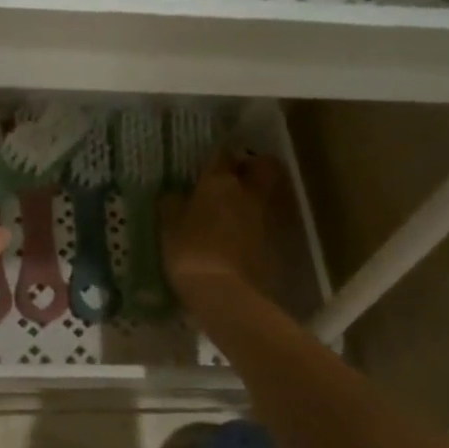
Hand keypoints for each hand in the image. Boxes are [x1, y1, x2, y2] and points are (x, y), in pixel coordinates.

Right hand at [160, 153, 285, 304]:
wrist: (226, 293)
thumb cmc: (190, 253)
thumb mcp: (168, 228)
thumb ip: (172, 205)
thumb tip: (174, 194)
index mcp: (219, 182)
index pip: (221, 155)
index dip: (216, 157)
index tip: (209, 164)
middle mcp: (249, 191)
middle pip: (263, 166)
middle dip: (253, 167)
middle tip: (237, 178)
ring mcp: (268, 215)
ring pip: (270, 192)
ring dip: (259, 194)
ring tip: (242, 207)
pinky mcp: (280, 240)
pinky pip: (272, 220)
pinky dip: (262, 221)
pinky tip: (247, 234)